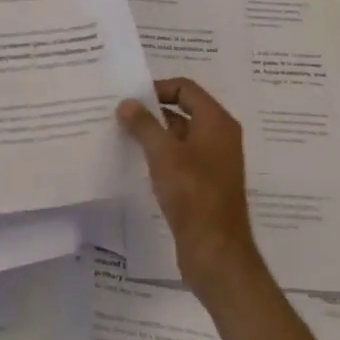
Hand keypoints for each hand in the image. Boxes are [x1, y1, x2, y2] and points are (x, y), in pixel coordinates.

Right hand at [117, 78, 265, 300]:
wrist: (215, 251)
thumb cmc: (193, 194)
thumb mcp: (163, 154)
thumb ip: (144, 124)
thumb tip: (126, 103)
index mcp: (217, 123)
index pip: (186, 88)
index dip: (158, 88)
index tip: (131, 100)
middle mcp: (219, 137)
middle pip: (183, 110)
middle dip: (152, 111)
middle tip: (120, 115)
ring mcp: (213, 162)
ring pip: (179, 136)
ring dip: (154, 134)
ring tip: (122, 137)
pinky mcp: (204, 184)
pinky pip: (180, 158)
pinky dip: (160, 156)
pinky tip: (136, 163)